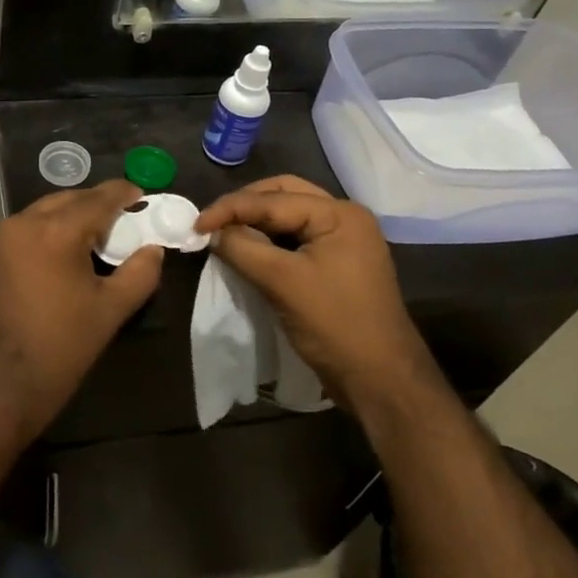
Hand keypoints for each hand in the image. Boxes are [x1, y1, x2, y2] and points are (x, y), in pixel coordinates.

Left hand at [0, 181, 163, 441]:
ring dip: (72, 215)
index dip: (123, 194)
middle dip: (97, 203)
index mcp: (56, 231)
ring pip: (45, 211)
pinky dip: (49, 230)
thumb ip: (139, 274)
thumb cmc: (60, 347)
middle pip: (69, 199)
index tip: (141, 195)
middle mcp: (24, 223)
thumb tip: (153, 250)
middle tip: (123, 219)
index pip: (98, 199)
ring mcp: (1, 239)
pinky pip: (27, 229)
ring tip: (95, 236)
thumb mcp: (110, 311)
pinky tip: (64, 253)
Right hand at [193, 176, 436, 412]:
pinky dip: (269, 239)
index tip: (195, 225)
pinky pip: (296, 238)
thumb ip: (243, 248)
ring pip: (289, 216)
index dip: (230, 209)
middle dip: (245, 205)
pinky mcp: (337, 263)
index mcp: (339, 214)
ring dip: (256, 221)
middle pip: (283, 195)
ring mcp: (344, 240)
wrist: (381, 381)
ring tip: (224, 233)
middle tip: (212, 222)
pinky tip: (248, 249)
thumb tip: (212, 232)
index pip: (273, 199)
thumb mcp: (282, 283)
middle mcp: (344, 218)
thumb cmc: (336, 325)